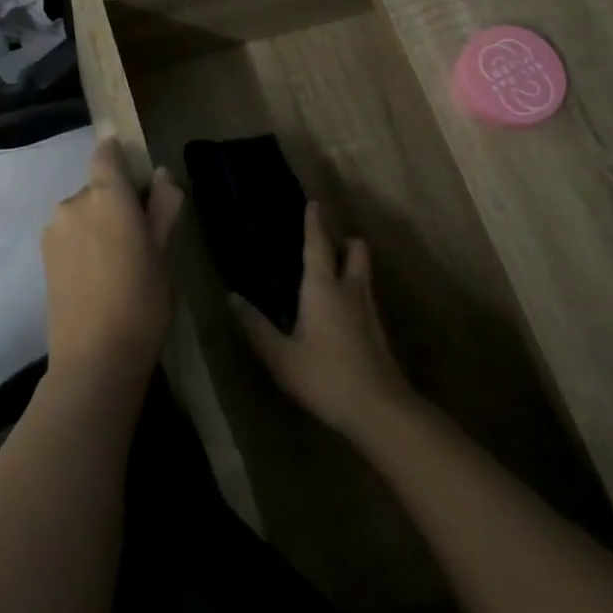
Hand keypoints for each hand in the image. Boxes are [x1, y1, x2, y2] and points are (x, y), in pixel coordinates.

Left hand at [41, 138, 183, 388]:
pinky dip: (85, 243)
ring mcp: (54, 230)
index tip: (136, 171)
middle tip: (141, 235)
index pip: (107, 153)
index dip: (119, 153)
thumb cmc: (142, 301)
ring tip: (120, 262)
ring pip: (83, 213)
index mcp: (107, 195)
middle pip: (97, 187)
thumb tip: (161, 174)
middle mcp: (73, 202)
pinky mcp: (43, 256)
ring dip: (99, 223)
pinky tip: (100, 275)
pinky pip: (70, 234)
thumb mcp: (164, 252)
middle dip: (116, 200)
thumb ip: (163, 206)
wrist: (94, 359)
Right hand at [230, 203, 414, 438]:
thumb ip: (256, 326)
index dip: (314, 222)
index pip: (318, 244)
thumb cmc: (324, 376)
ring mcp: (369, 309)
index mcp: (323, 286)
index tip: (314, 202)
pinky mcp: (378, 331)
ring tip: (330, 275)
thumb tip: (233, 297)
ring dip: (351, 264)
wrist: (379, 409)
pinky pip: (366, 296)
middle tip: (326, 244)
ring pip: (364, 272)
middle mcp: (350, 289)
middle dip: (344, 240)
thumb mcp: (280, 356)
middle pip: (356, 249)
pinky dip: (354, 291)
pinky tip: (340, 312)